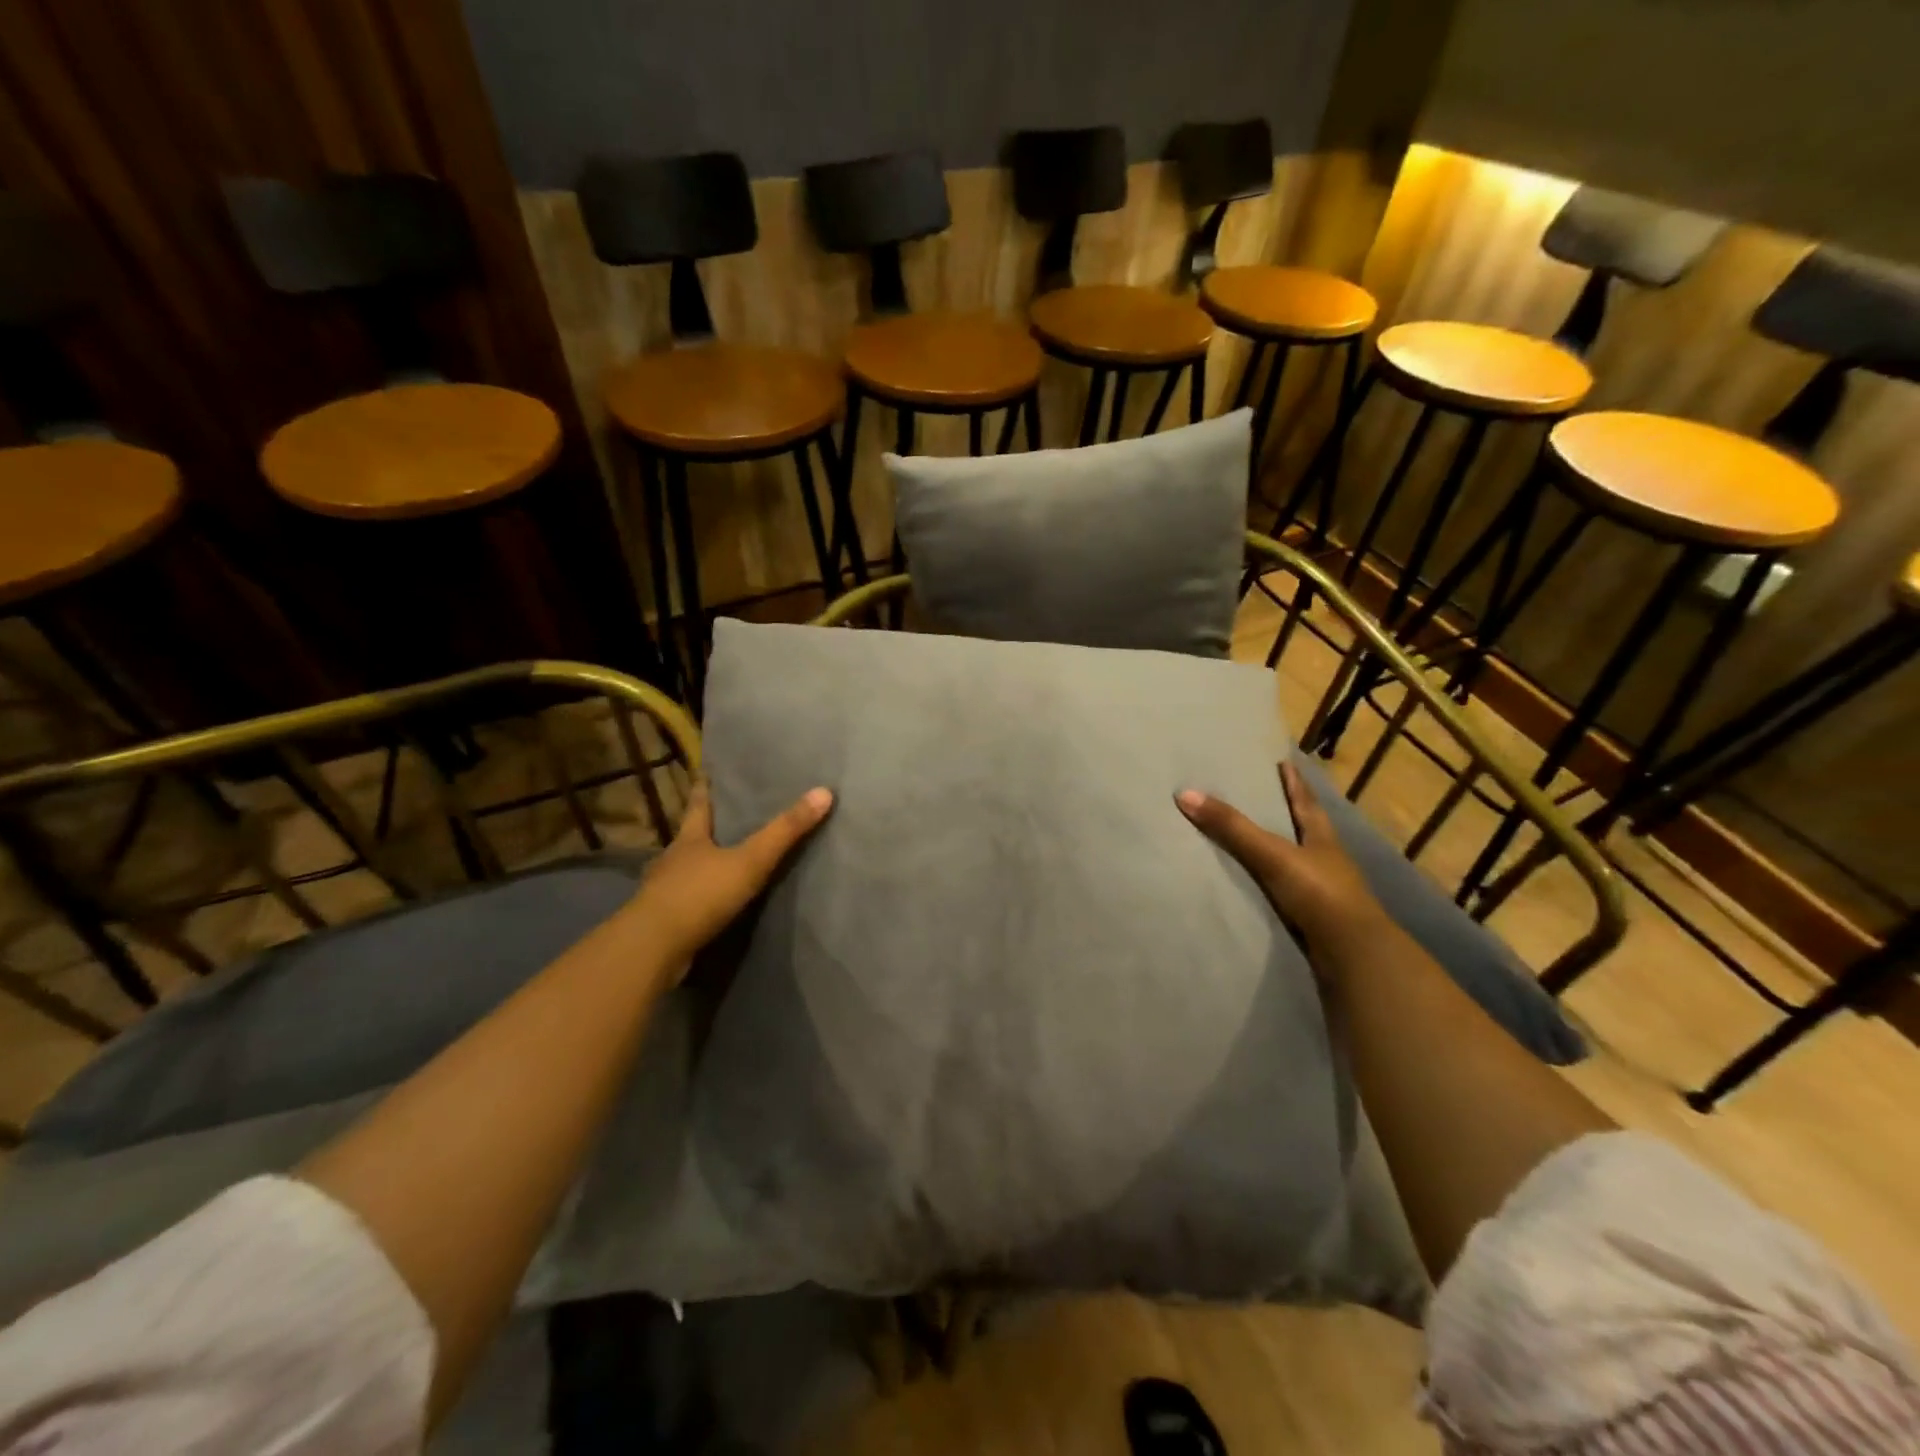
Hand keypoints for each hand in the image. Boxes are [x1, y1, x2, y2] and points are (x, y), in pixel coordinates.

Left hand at [628, 781, 833, 977]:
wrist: (653, 948)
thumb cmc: (700, 894)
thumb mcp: (750, 860)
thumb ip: (785, 831)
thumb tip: (824, 792)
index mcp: (689, 839)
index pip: (697, 804)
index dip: (703, 788)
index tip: (704, 772)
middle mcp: (673, 860)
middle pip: (689, 836)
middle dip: (704, 827)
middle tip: (723, 815)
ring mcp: (663, 891)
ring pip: (685, 871)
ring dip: (700, 866)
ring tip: (720, 862)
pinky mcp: (664, 922)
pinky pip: (685, 903)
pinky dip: (697, 899)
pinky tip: (710, 905)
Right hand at [1177, 759, 1388, 954]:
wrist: (1352, 953)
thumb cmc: (1319, 893)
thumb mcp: (1272, 854)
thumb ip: (1232, 827)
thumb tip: (1185, 794)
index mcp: (1321, 837)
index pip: (1305, 801)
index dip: (1295, 781)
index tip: (1285, 762)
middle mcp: (1325, 859)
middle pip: (1304, 828)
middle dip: (1286, 812)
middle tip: (1263, 794)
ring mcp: (1323, 890)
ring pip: (1297, 860)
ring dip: (1279, 849)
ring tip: (1252, 838)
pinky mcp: (1315, 917)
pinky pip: (1288, 891)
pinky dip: (1273, 883)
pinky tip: (1257, 884)